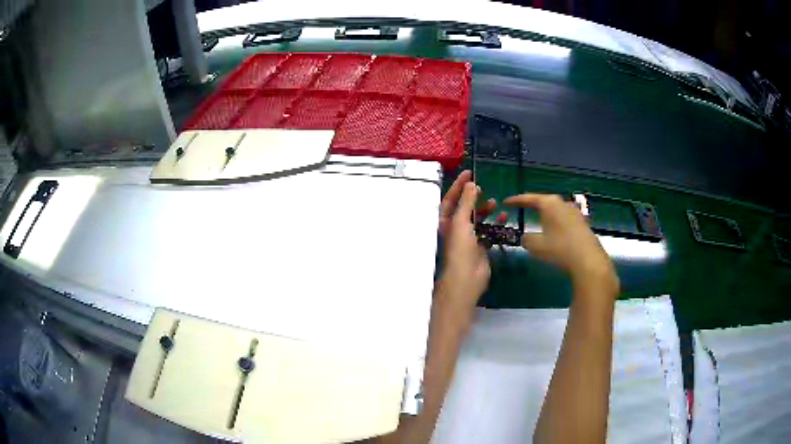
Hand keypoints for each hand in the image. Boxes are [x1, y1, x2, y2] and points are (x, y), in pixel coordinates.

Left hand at [437, 171, 505, 321]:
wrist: (467, 277)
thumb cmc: (460, 248)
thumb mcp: (461, 221)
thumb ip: (466, 202)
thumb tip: (471, 184)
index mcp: (447, 221)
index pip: (450, 199)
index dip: (458, 185)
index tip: (469, 173)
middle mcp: (456, 228)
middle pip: (464, 208)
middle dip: (472, 197)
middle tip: (481, 187)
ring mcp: (469, 238)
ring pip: (477, 219)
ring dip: (485, 210)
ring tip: (493, 202)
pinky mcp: (481, 246)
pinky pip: (489, 231)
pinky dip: (495, 223)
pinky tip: (503, 217)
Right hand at [504, 194, 617, 291]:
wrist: (588, 260)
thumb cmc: (559, 249)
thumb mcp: (536, 246)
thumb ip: (526, 239)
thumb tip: (525, 237)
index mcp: (549, 203)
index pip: (528, 198)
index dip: (516, 200)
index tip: (506, 202)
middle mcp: (562, 203)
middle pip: (544, 201)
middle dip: (533, 205)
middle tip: (522, 208)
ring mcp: (574, 212)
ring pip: (555, 210)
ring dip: (546, 214)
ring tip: (538, 220)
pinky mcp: (582, 223)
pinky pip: (564, 218)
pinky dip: (555, 222)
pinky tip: (554, 231)